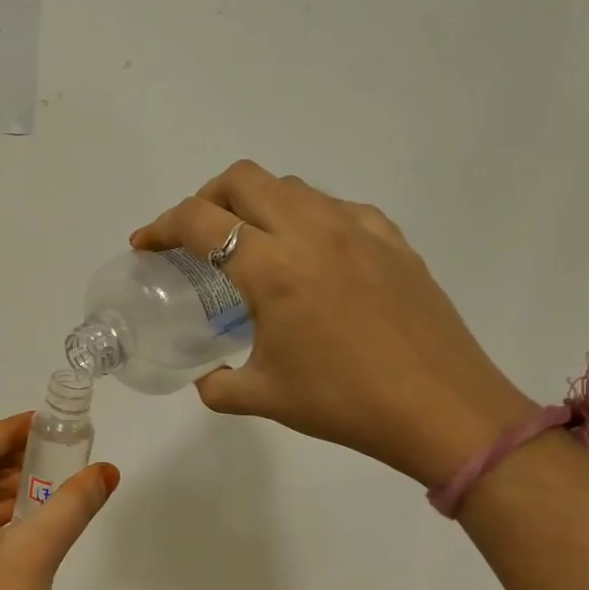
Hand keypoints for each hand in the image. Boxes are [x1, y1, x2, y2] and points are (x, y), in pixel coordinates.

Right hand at [132, 160, 533, 487]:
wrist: (443, 409)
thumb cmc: (344, 403)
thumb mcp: (264, 397)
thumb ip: (218, 384)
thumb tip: (205, 378)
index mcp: (271, 269)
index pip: (199, 221)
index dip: (160, 227)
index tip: (146, 245)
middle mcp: (311, 232)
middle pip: (243, 179)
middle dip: (206, 198)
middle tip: (195, 235)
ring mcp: (357, 229)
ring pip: (291, 186)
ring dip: (257, 204)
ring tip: (251, 243)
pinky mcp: (392, 239)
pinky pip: (337, 206)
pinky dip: (307, 217)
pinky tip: (311, 255)